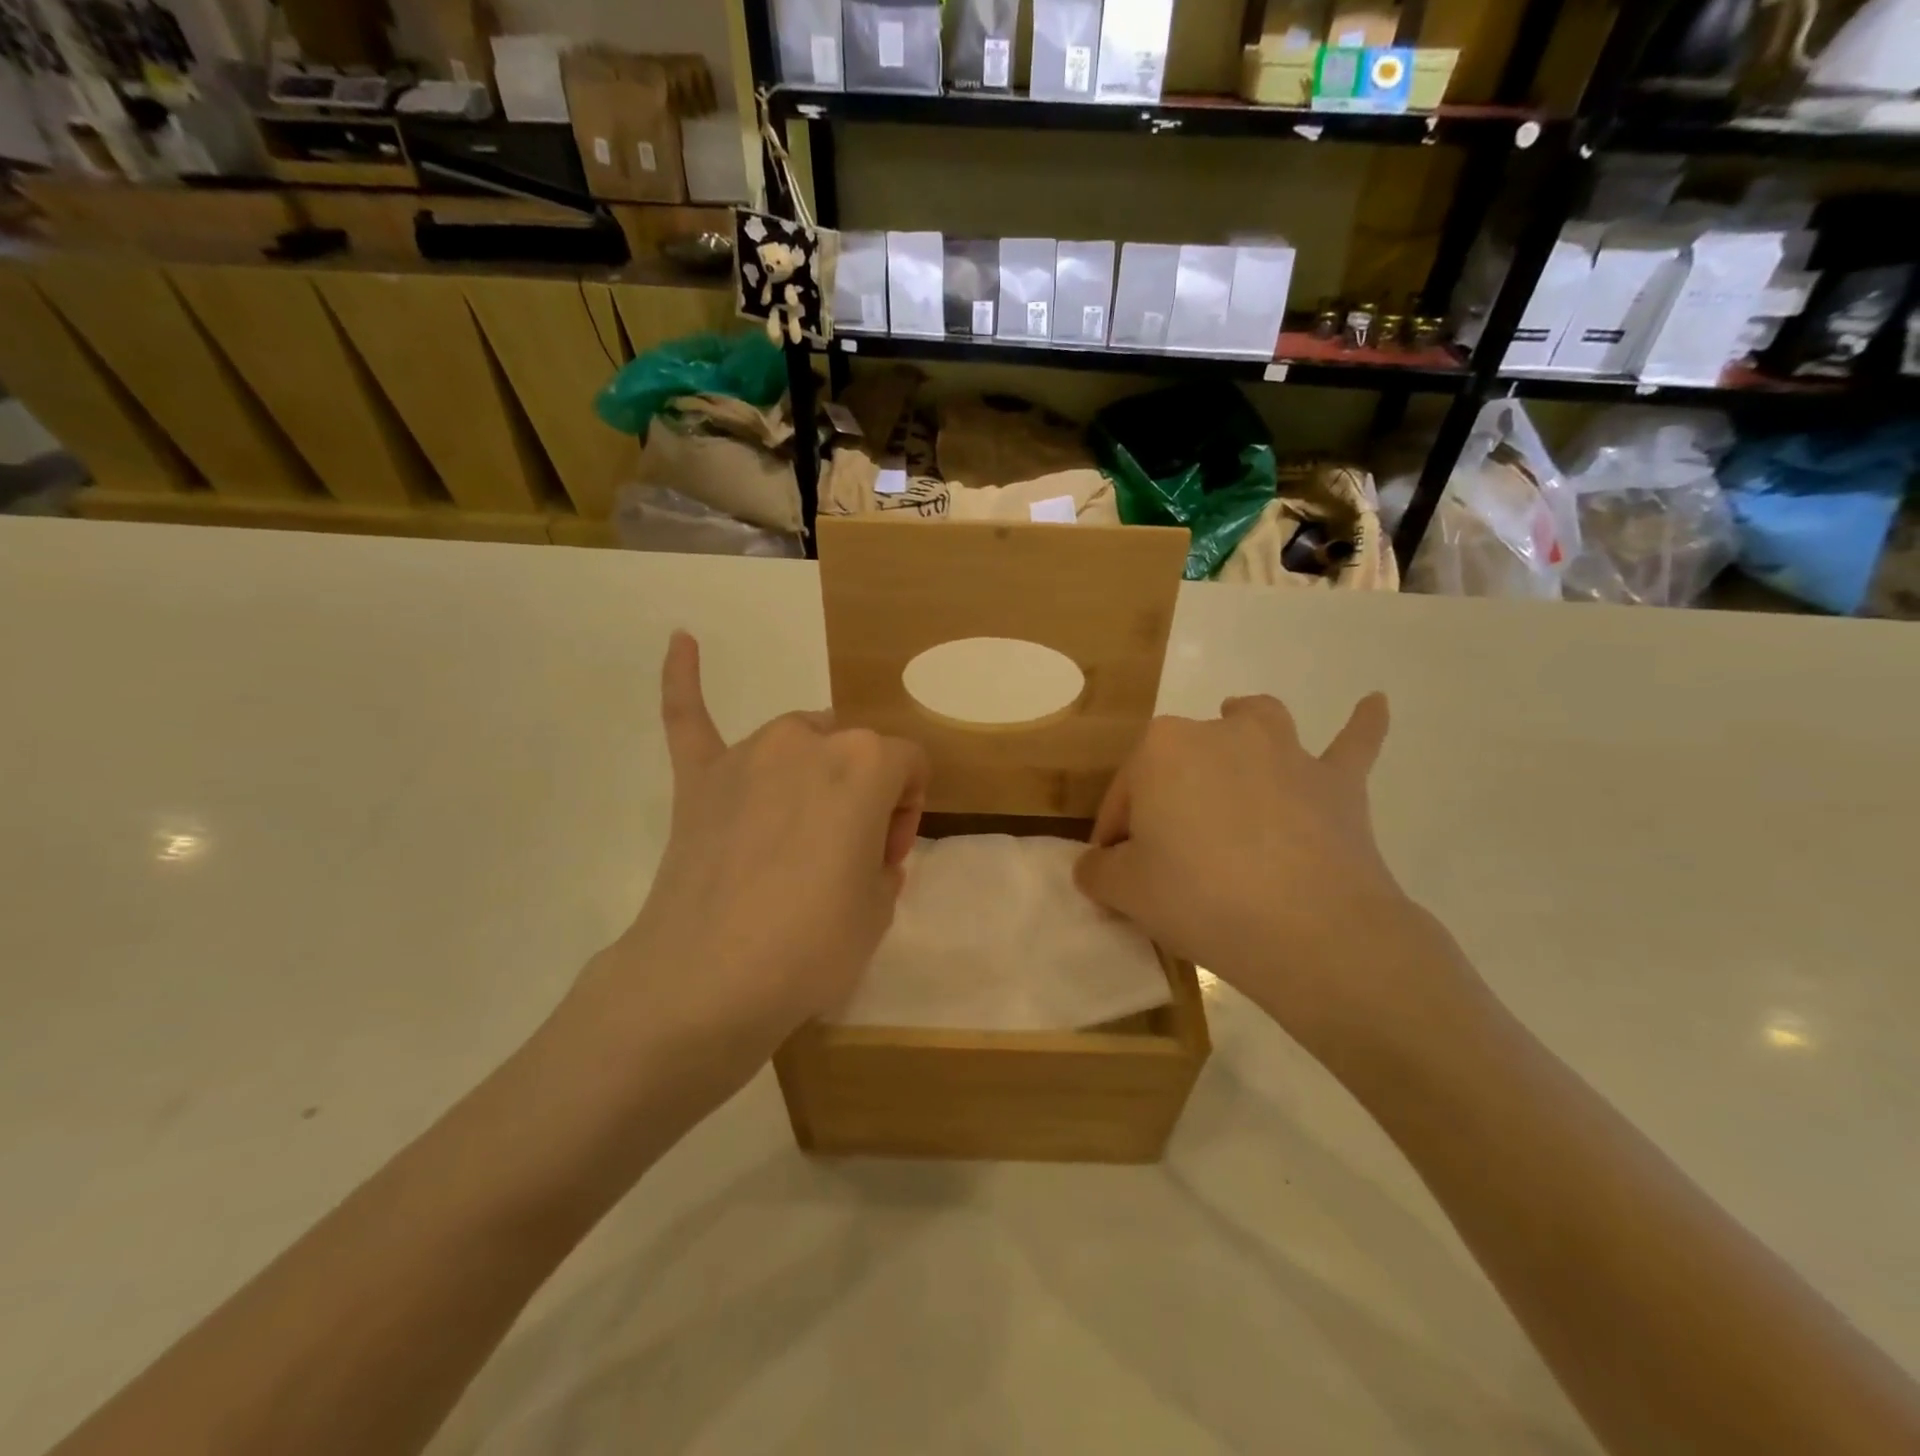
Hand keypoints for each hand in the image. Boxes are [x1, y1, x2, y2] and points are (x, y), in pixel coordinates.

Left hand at [569, 632, 927, 1092]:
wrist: (706, 983)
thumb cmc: (811, 946)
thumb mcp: (881, 907)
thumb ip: (882, 858)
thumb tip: (858, 848)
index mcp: (864, 761)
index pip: (908, 765)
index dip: (907, 812)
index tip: (886, 859)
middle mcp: (807, 739)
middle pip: (854, 749)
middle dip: (863, 793)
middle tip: (845, 857)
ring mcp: (746, 754)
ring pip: (798, 740)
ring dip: (812, 774)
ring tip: (798, 833)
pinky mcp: (698, 779)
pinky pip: (689, 717)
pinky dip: (684, 680)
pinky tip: (681, 639)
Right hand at [1074, 694, 1453, 1055]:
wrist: (1309, 929)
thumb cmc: (1199, 898)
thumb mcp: (1125, 891)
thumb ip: (1098, 871)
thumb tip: (1098, 865)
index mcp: (1161, 749)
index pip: (1124, 796)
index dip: (1115, 837)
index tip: (1116, 875)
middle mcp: (1221, 732)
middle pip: (1181, 762)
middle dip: (1168, 798)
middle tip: (1170, 855)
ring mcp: (1285, 751)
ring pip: (1256, 723)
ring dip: (1243, 728)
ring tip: (1237, 737)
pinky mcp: (1337, 781)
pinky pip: (1352, 743)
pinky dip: (1361, 725)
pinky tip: (1374, 703)